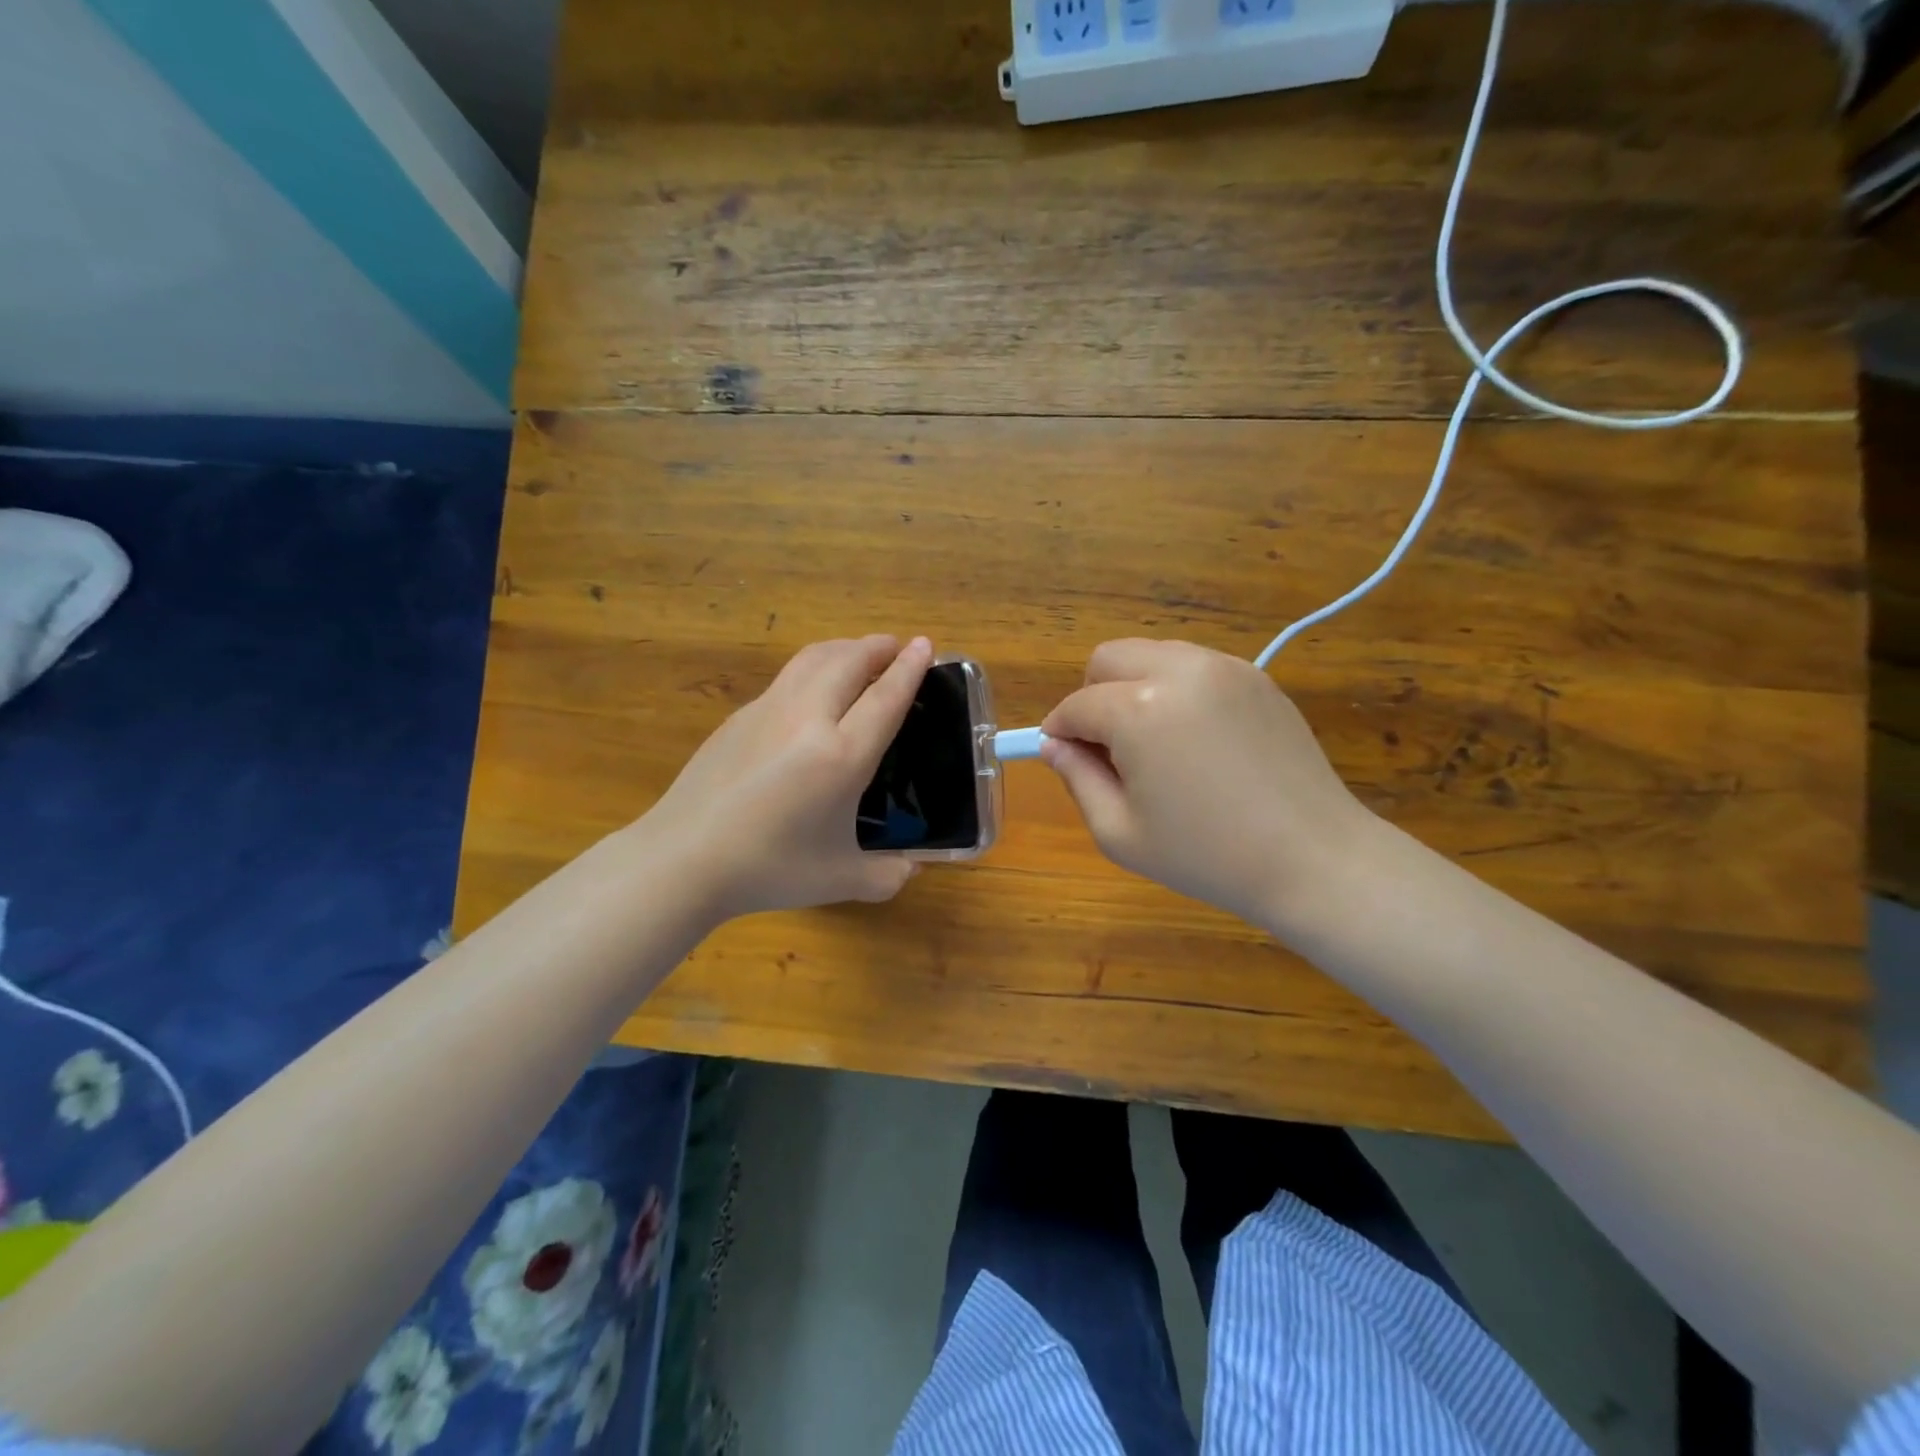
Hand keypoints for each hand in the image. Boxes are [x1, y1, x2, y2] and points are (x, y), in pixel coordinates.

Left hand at [645, 635, 932, 920]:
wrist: (683, 858)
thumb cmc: (769, 869)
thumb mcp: (840, 879)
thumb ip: (886, 876)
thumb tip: (911, 869)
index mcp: (842, 756)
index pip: (886, 697)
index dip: (910, 668)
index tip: (925, 644)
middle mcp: (808, 719)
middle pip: (849, 661)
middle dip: (878, 647)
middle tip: (897, 647)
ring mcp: (768, 710)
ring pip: (813, 658)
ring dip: (844, 648)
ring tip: (859, 655)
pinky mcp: (740, 716)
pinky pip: (787, 677)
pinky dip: (813, 668)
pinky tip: (812, 691)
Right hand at [1040, 639, 1375, 929]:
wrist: (1313, 858)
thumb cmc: (1207, 855)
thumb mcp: (1120, 832)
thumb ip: (1077, 779)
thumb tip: (1055, 746)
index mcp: (1138, 710)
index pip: (1076, 706)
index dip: (1060, 733)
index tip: (1064, 759)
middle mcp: (1179, 672)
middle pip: (1109, 658)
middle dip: (1093, 695)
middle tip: (1109, 747)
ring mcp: (1224, 667)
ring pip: (1152, 654)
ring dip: (1134, 686)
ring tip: (1154, 742)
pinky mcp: (1257, 677)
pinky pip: (1195, 666)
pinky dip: (1176, 688)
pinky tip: (1196, 738)